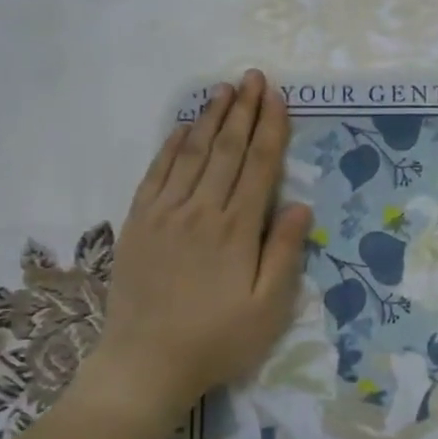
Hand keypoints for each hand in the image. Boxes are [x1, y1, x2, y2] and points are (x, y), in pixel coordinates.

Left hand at [84, 70, 313, 426]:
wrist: (146, 361)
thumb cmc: (217, 340)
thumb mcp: (268, 308)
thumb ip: (283, 253)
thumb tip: (299, 205)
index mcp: (236, 230)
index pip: (259, 166)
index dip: (271, 128)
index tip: (277, 97)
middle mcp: (201, 210)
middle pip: (227, 150)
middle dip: (243, 111)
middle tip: (253, 77)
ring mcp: (164, 214)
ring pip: (192, 154)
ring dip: (210, 119)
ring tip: (223, 90)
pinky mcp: (138, 223)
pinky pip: (156, 174)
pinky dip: (171, 147)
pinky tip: (182, 129)